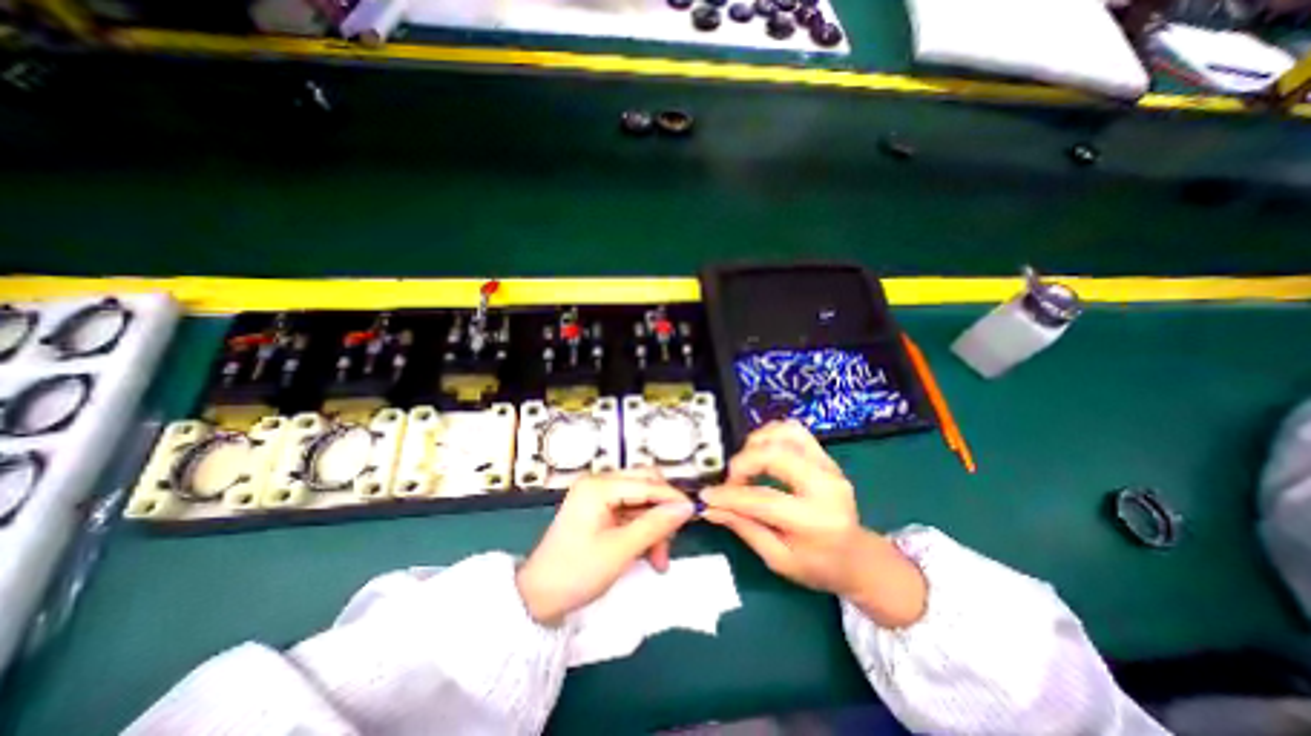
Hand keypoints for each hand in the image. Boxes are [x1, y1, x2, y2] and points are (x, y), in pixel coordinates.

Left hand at [515, 471, 701, 625]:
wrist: (537, 598)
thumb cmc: (576, 572)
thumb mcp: (621, 550)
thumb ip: (656, 525)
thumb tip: (687, 507)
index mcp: (599, 486)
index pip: (646, 483)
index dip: (672, 498)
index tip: (694, 514)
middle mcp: (599, 483)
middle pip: (645, 486)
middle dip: (661, 513)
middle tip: (670, 542)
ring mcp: (598, 496)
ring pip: (641, 501)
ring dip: (654, 526)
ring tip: (659, 559)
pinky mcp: (599, 510)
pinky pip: (630, 512)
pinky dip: (642, 530)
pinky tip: (648, 554)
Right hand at [701, 419, 926, 627]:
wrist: (857, 557)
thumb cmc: (817, 566)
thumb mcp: (777, 558)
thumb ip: (743, 527)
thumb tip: (709, 508)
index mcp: (815, 520)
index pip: (763, 499)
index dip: (729, 495)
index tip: (707, 495)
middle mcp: (825, 486)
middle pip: (775, 455)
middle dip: (743, 463)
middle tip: (732, 480)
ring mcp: (829, 466)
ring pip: (785, 433)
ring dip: (757, 443)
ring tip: (746, 464)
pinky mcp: (826, 456)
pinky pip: (794, 431)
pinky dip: (771, 435)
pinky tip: (761, 452)